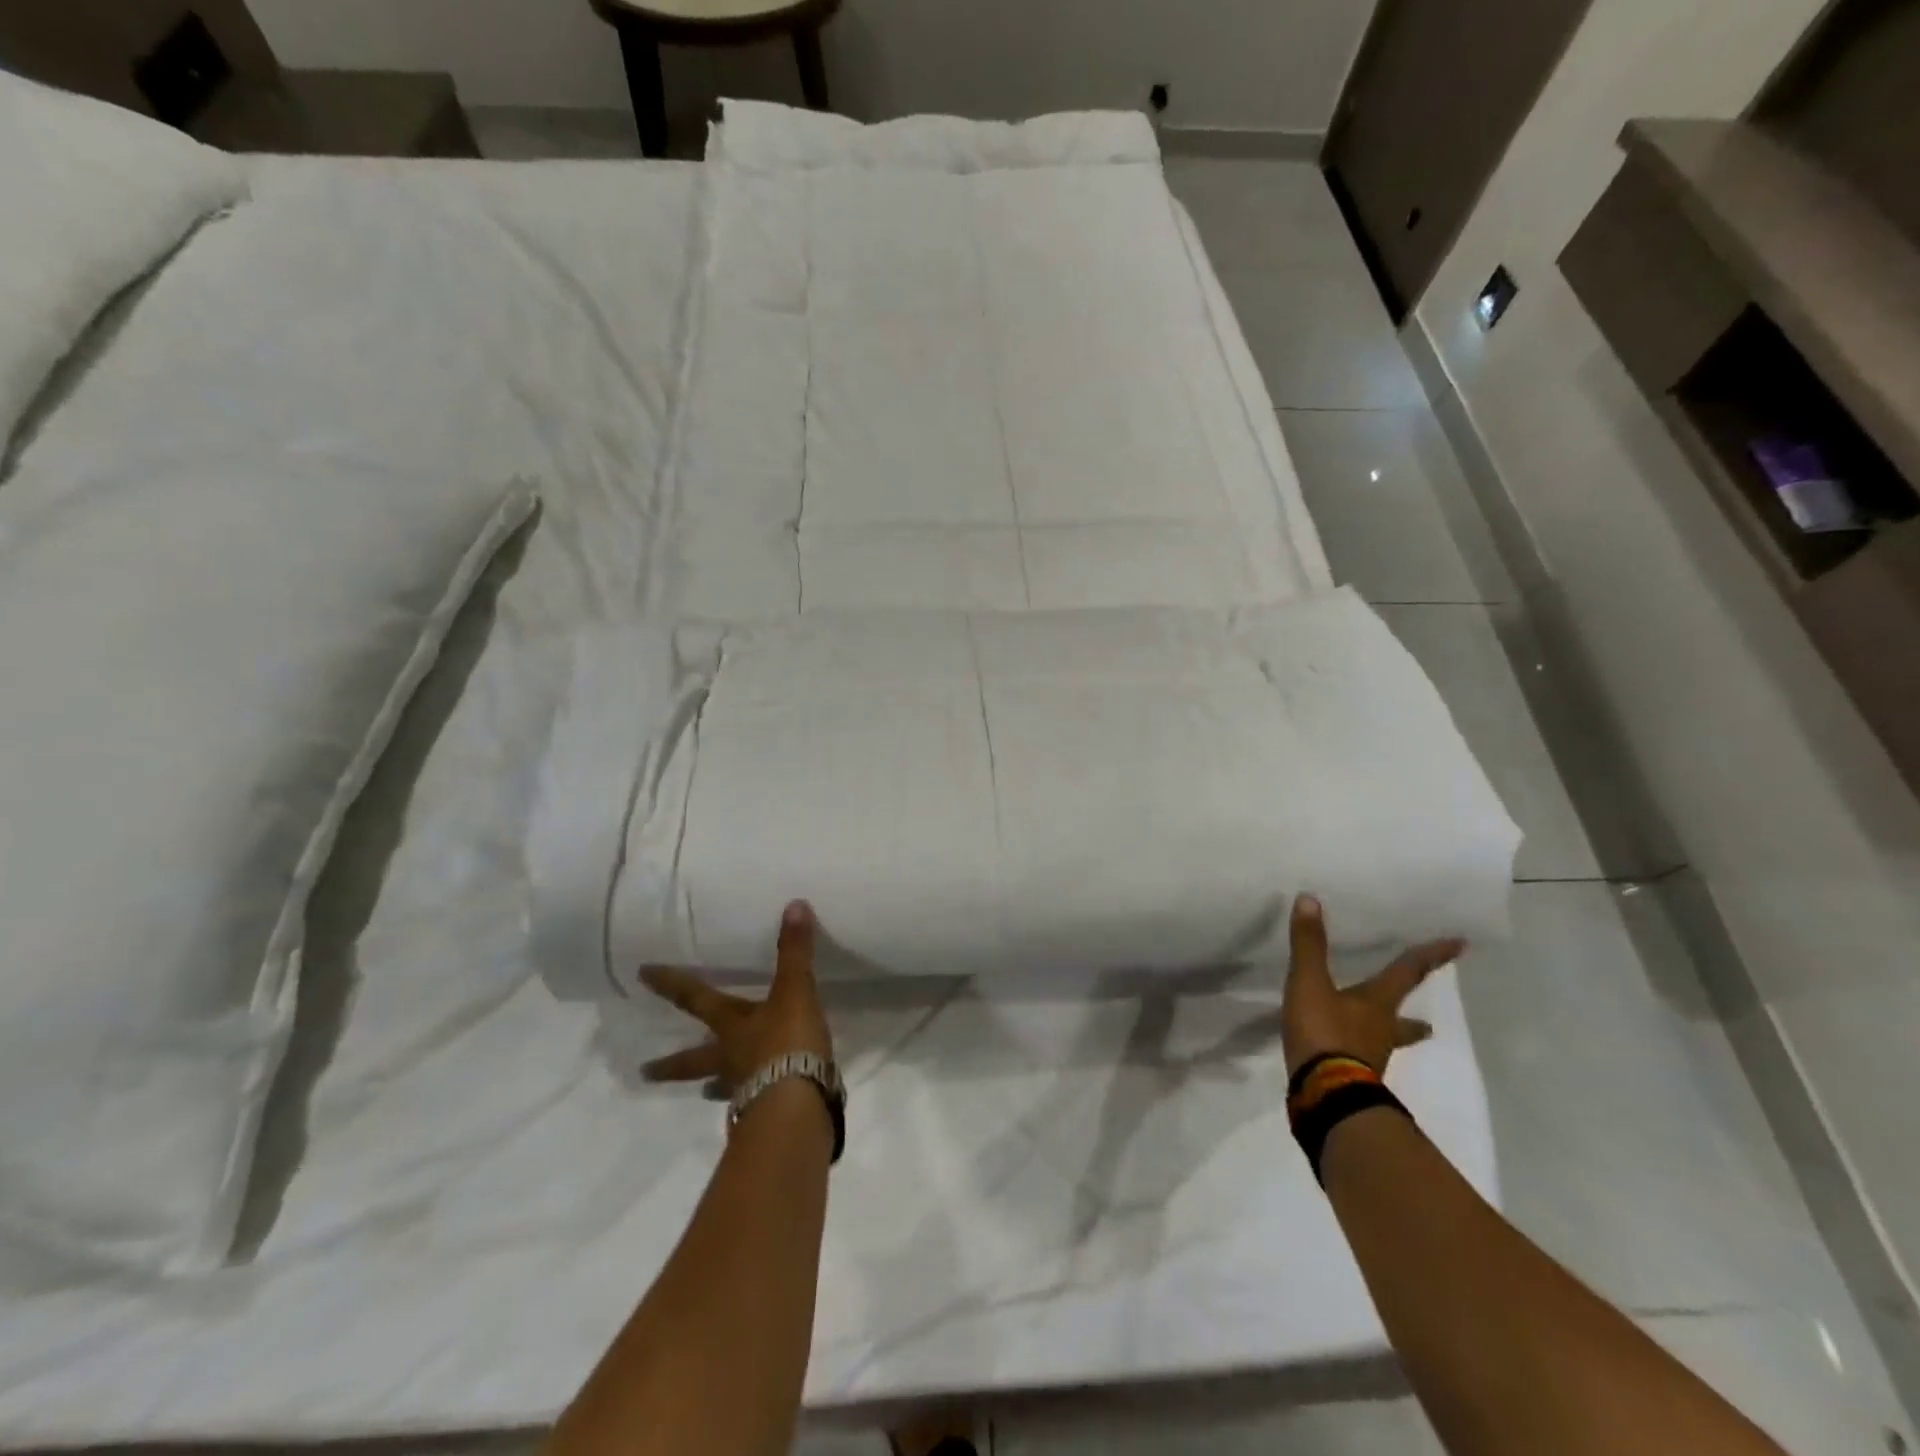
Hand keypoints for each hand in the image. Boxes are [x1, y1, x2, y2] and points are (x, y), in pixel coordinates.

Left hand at [639, 900, 833, 1089]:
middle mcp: (729, 1057)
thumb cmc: (788, 1044)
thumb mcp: (795, 991)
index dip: (671, 984)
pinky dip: (749, 1100)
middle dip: (671, 1063)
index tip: (641, 974)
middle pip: (694, 1058)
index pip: (695, 999)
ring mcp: (743, 1089)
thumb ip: (795, 952)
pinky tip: (754, 1103)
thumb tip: (794, 904)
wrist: (797, 1106)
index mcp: (731, 1025)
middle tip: (643, 1071)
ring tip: (705, 1090)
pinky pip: (750, 1103)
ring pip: (719, 1084)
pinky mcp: (763, 1113)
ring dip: (709, 1085)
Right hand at [1281, 894, 1465, 1075]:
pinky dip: (1360, 1054)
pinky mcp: (1353, 1079)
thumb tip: (1310, 899)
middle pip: (1404, 1020)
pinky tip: (1350, 1057)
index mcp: (1376, 1004)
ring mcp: (1370, 1059)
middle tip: (1430, 1025)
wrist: (1326, 1095)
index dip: (1431, 956)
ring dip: (1391, 1038)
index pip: (1407, 973)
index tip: (1461, 945)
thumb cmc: (1324, 1033)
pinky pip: (1361, 1061)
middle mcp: (1380, 1030)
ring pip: (1386, 1043)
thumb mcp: (1310, 983)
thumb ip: (1309, 945)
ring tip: (1394, 1039)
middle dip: (1415, 1020)